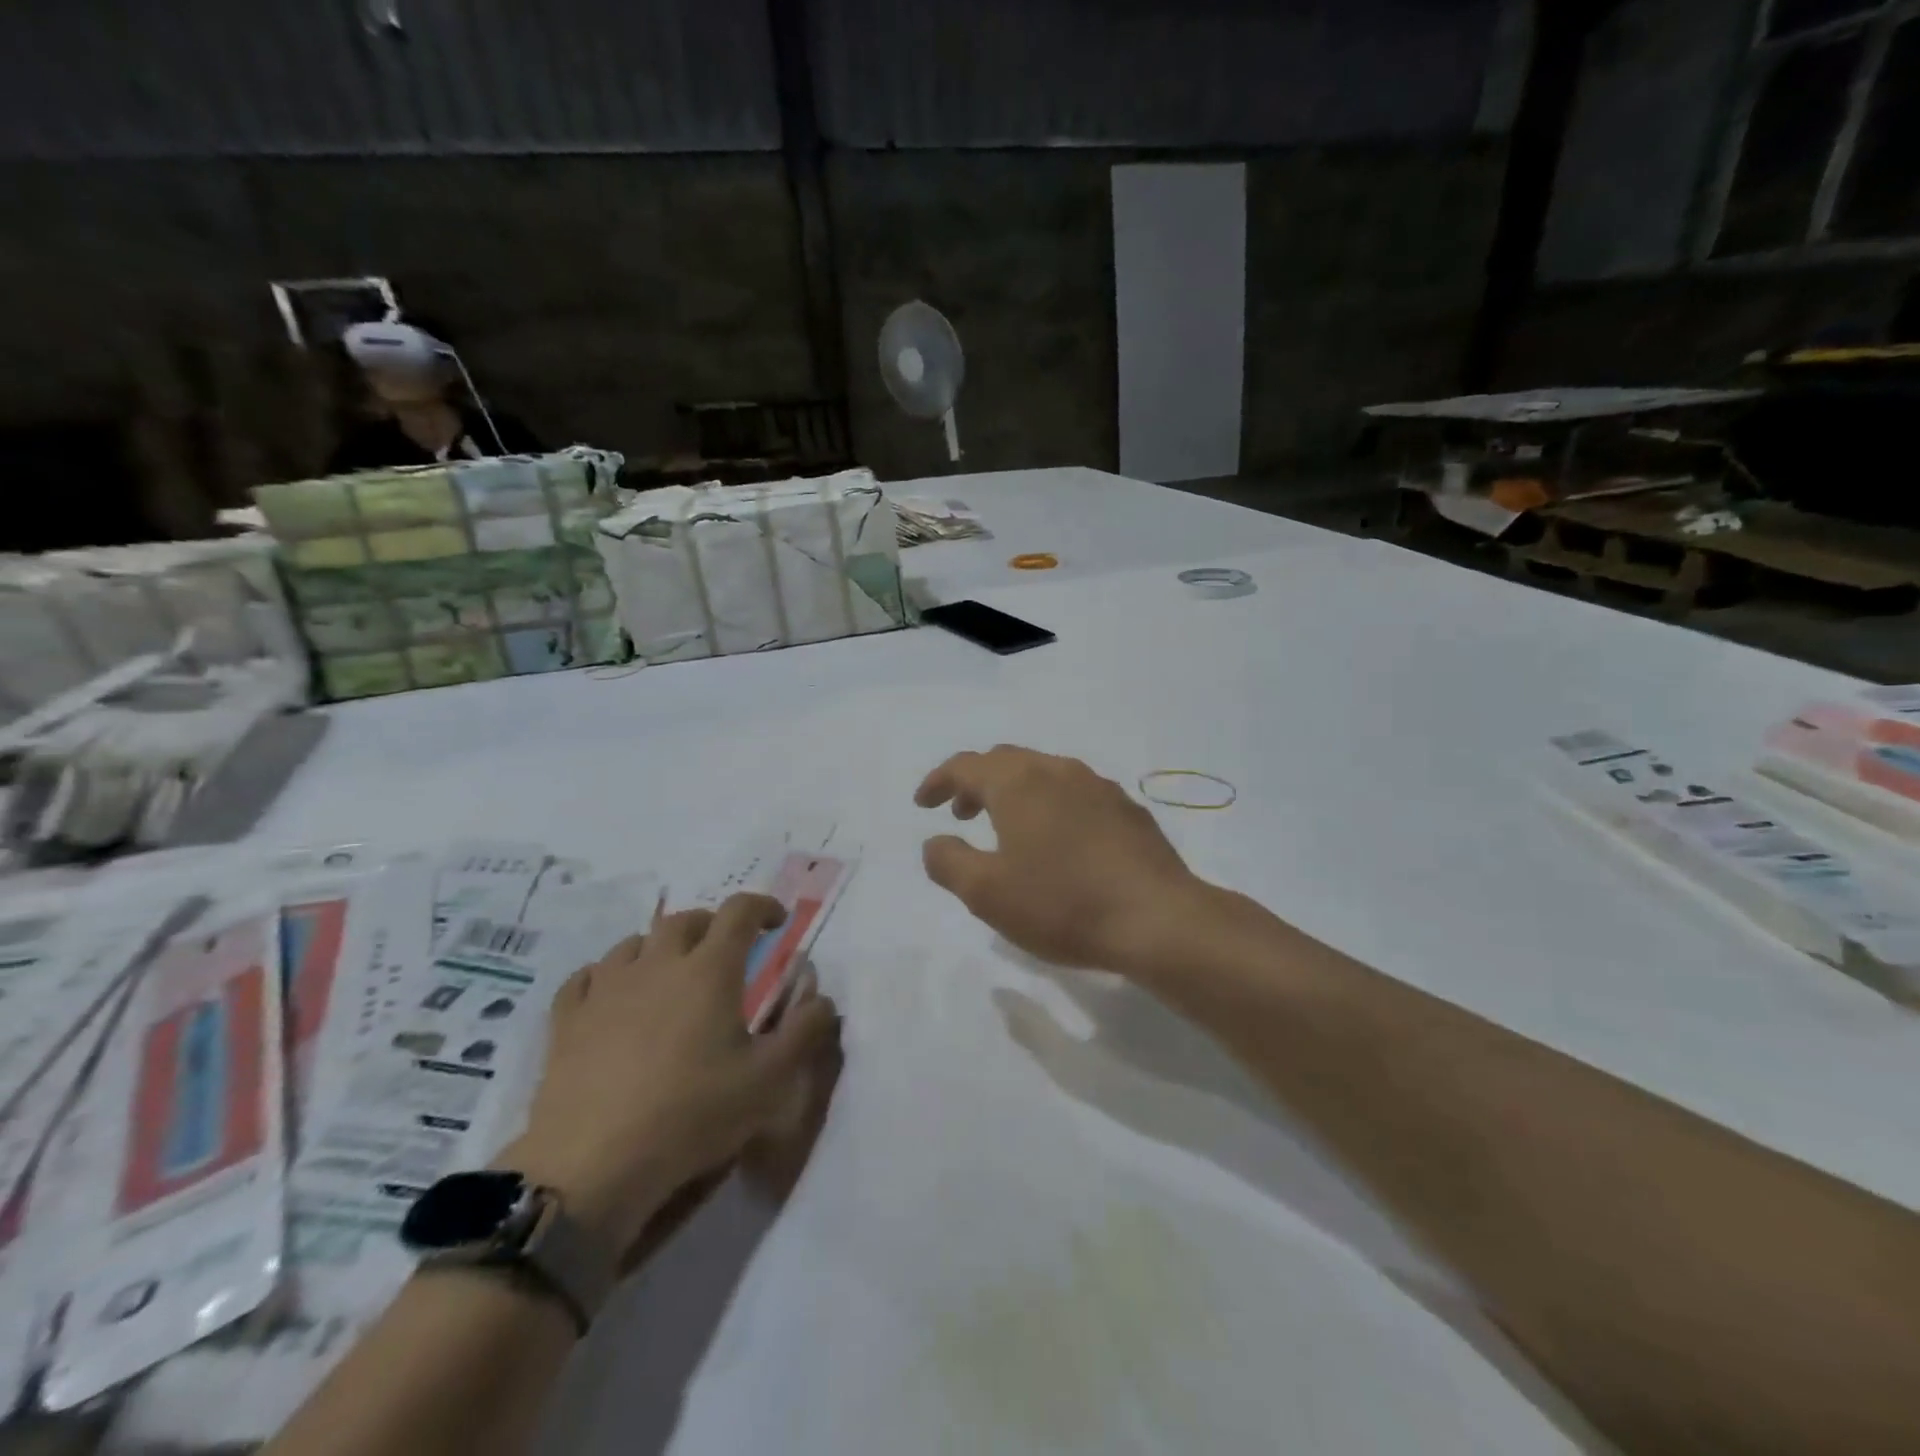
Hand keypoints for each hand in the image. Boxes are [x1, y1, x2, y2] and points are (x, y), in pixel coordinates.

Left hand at [501, 895, 840, 1261]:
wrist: (592, 1164)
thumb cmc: (692, 1114)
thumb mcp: (769, 1080)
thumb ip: (805, 1031)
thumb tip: (822, 997)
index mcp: (710, 970)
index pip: (739, 912)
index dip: (762, 906)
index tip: (776, 922)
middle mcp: (658, 963)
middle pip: (686, 920)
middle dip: (712, 925)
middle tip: (726, 951)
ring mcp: (606, 988)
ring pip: (634, 943)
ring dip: (659, 947)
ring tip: (670, 973)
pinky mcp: (567, 1019)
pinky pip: (586, 976)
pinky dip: (607, 974)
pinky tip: (611, 995)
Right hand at [915, 745, 1205, 974]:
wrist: (1157, 918)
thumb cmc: (1061, 903)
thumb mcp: (987, 893)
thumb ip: (949, 862)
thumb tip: (936, 842)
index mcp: (1018, 782)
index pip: (965, 765)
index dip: (938, 781)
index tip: (924, 804)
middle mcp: (1058, 770)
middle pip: (1006, 762)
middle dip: (976, 783)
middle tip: (961, 814)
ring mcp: (1098, 786)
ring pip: (1043, 774)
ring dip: (1015, 793)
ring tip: (1007, 827)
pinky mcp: (1127, 809)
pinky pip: (1075, 794)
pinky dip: (1050, 805)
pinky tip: (1058, 841)